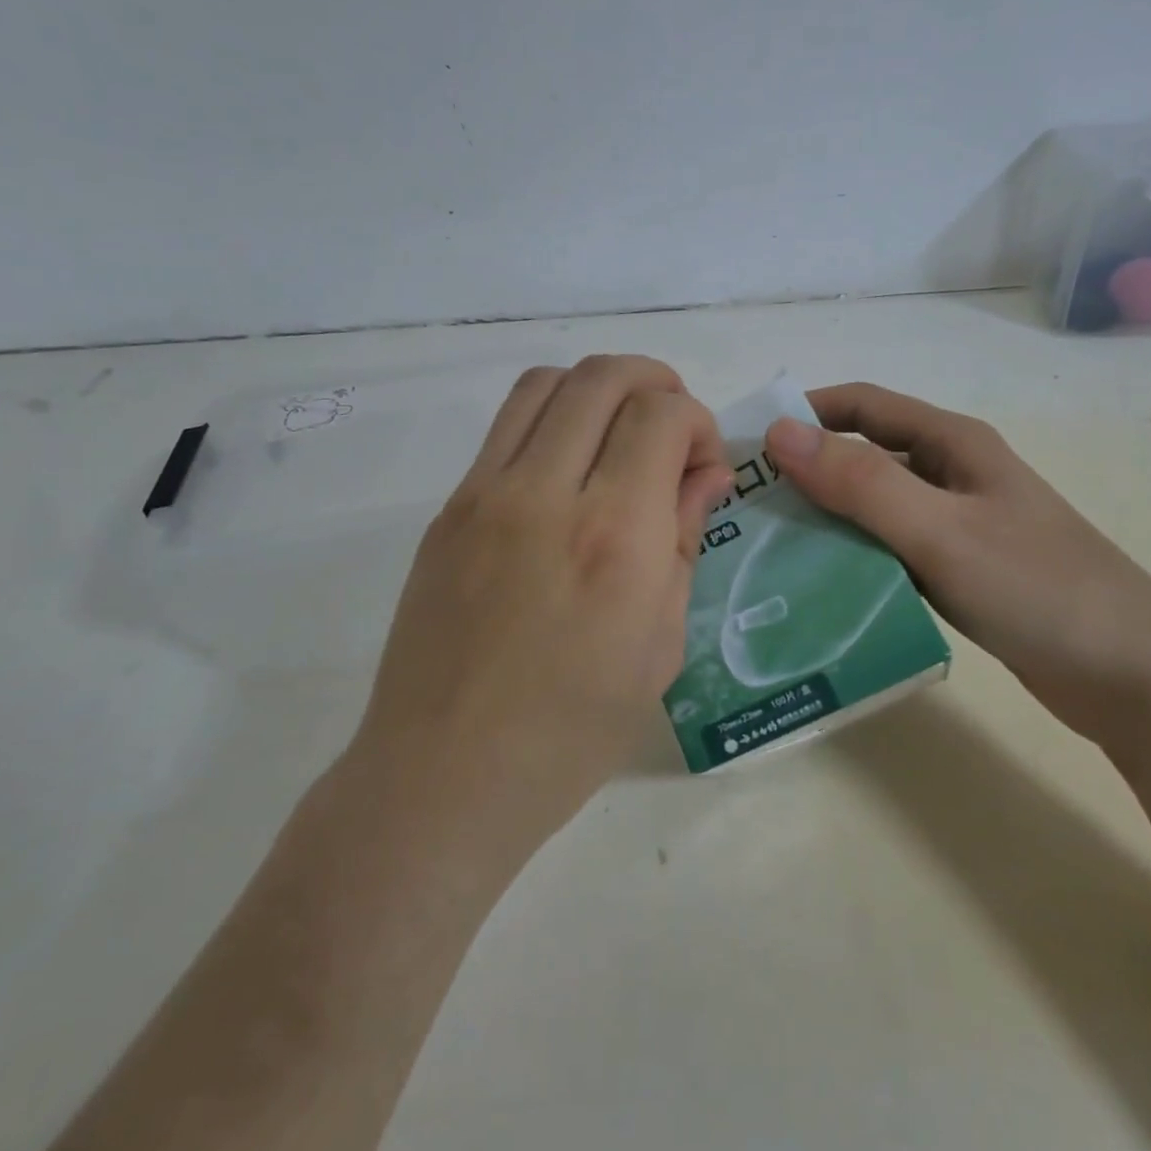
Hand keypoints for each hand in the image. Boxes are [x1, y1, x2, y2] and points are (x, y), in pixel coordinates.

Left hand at [358, 355, 732, 843]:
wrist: (445, 775)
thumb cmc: (570, 731)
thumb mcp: (659, 647)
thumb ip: (683, 542)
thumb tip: (705, 474)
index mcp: (613, 537)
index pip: (661, 415)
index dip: (696, 422)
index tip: (702, 466)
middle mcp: (545, 494)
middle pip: (602, 376)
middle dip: (654, 382)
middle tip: (670, 431)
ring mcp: (484, 494)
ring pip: (545, 383)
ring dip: (596, 390)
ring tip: (617, 436)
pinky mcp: (448, 509)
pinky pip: (505, 428)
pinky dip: (550, 422)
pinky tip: (566, 475)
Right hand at [764, 383, 1150, 746]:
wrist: (1137, 679)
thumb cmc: (1039, 589)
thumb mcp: (939, 530)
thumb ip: (859, 482)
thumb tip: (777, 434)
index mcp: (952, 443)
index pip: (860, 405)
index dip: (803, 414)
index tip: (747, 447)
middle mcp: (951, 474)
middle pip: (862, 457)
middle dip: (805, 473)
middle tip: (746, 510)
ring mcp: (958, 525)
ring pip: (874, 507)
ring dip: (825, 519)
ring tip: (769, 550)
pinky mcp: (960, 571)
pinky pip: (890, 550)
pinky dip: (854, 558)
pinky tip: (821, 587)